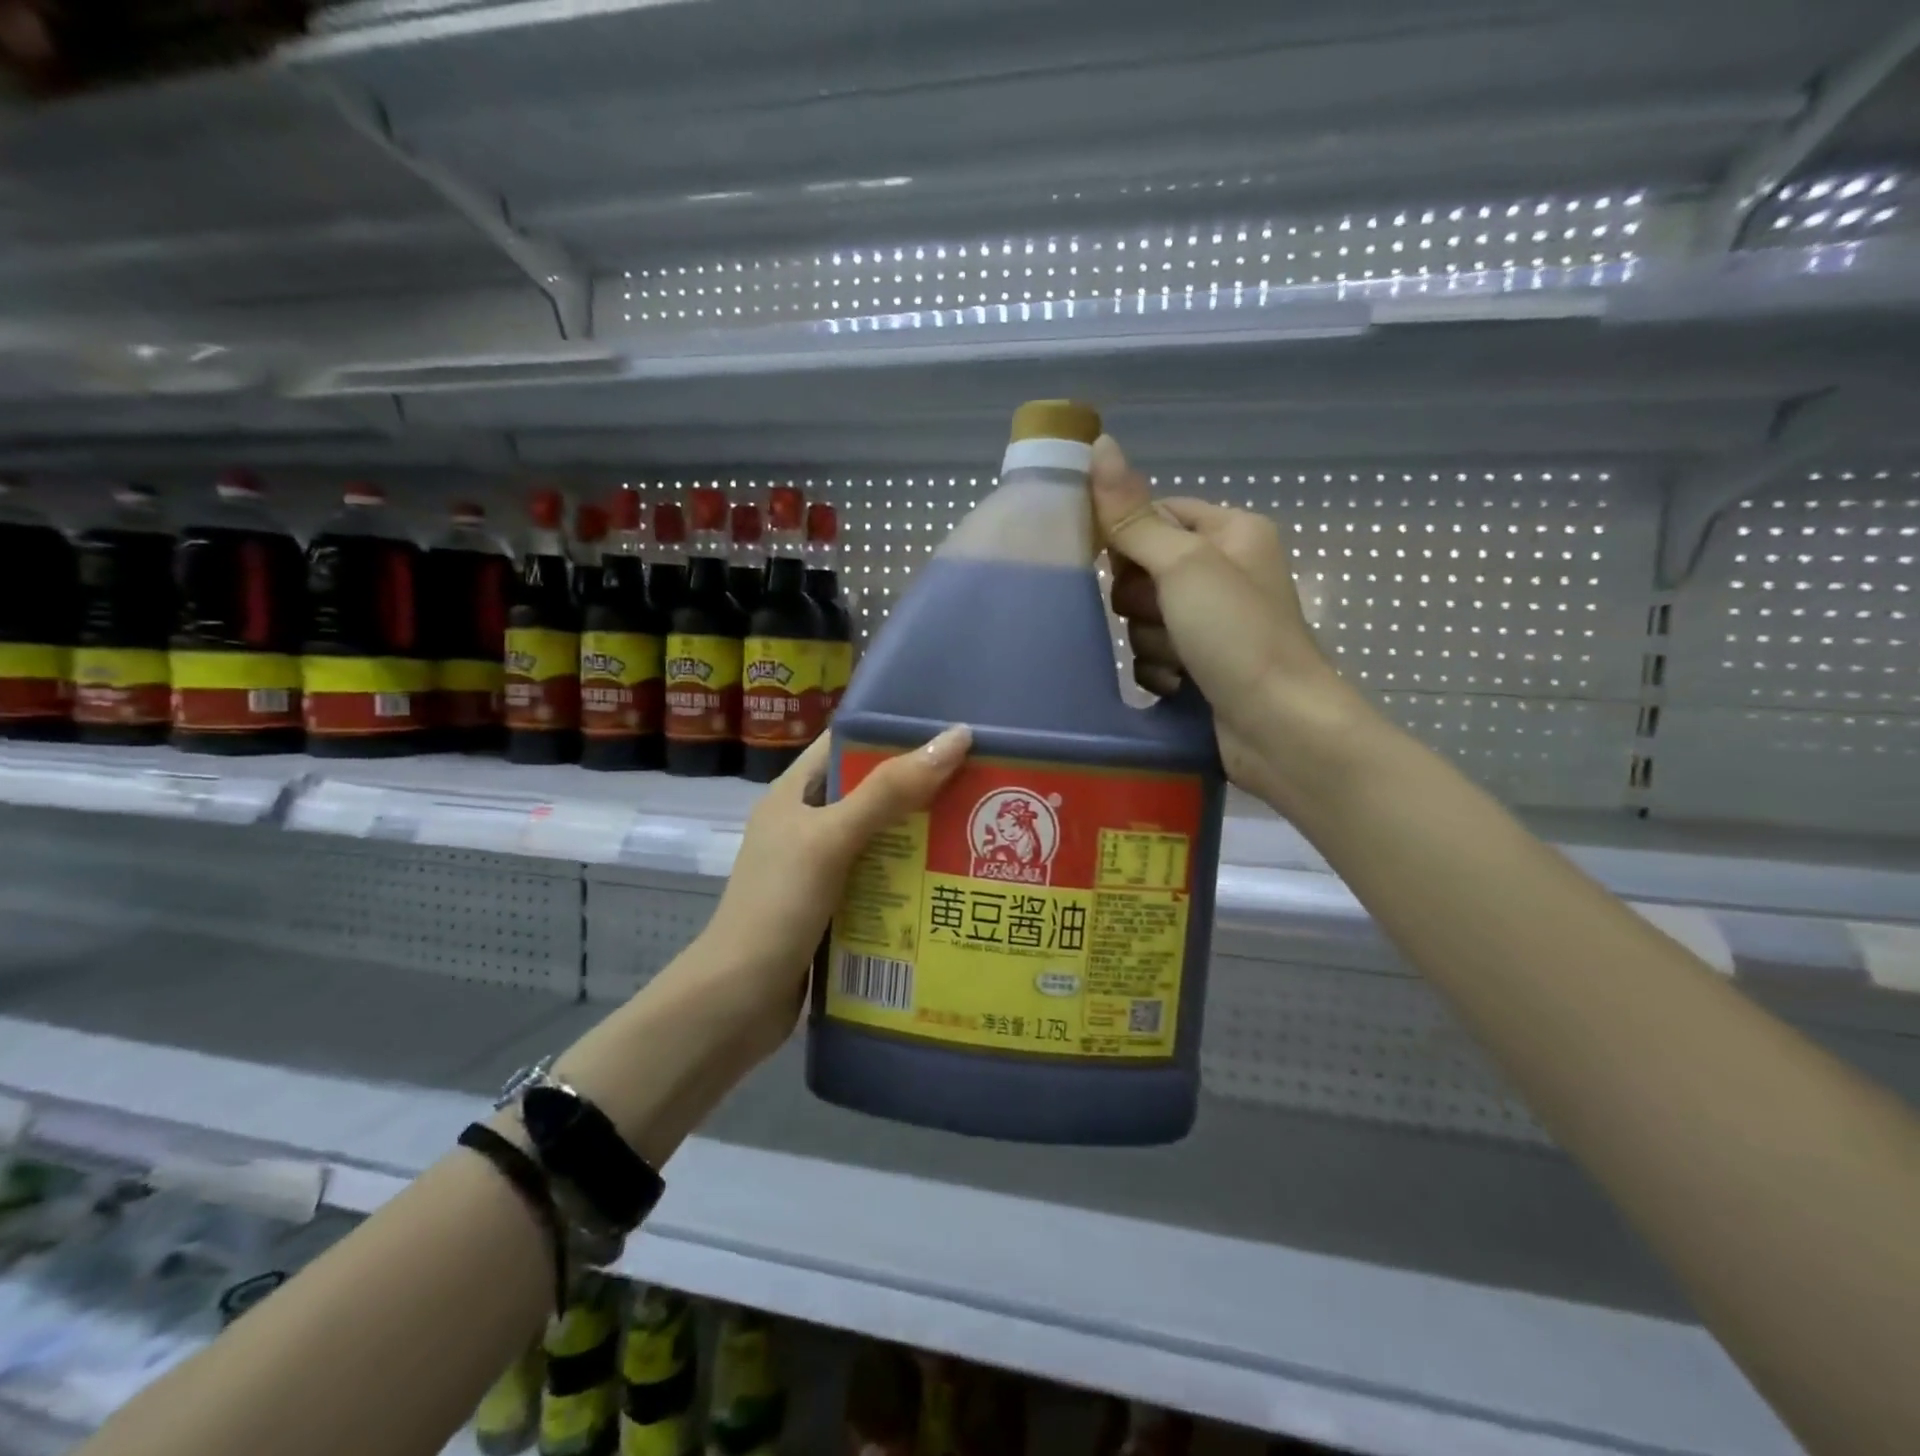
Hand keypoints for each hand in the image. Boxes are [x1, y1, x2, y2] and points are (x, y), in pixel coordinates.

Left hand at [696, 725, 972, 1057]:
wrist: (736, 1003)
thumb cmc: (778, 907)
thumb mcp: (832, 839)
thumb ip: (888, 791)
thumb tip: (955, 738)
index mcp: (795, 794)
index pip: (847, 743)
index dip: (894, 732)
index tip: (951, 731)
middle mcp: (806, 825)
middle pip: (872, 791)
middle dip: (922, 787)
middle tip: (981, 782)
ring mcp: (819, 869)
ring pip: (881, 838)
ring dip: (922, 835)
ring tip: (979, 828)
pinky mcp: (833, 907)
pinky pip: (880, 880)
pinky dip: (912, 877)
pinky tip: (953, 881)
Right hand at [1089, 434, 1378, 815]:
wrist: (1279, 729)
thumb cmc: (1238, 635)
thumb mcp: (1183, 565)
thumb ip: (1135, 516)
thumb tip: (1100, 445)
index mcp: (1232, 532)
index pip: (1157, 512)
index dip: (1128, 536)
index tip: (1110, 561)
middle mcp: (1225, 572)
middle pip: (1144, 569)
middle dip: (1141, 600)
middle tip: (1163, 616)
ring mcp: (1215, 623)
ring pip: (1144, 618)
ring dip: (1151, 641)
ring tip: (1180, 661)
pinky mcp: (1204, 665)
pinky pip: (1155, 656)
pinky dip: (1160, 672)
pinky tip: (1178, 686)